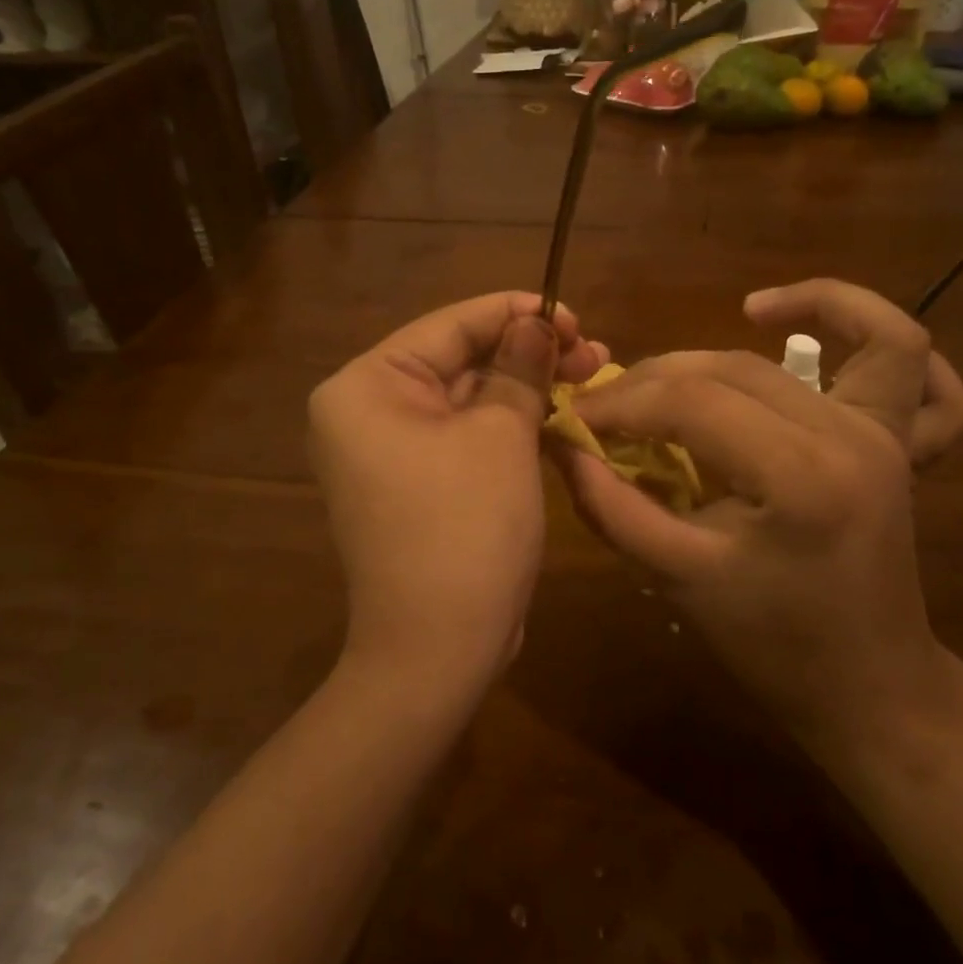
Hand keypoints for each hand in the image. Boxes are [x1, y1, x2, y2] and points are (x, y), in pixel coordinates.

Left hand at [309, 292, 606, 696]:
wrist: (437, 650)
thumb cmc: (465, 527)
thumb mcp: (502, 435)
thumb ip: (520, 368)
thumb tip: (538, 324)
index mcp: (367, 386)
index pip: (450, 326)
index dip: (516, 313)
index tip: (573, 314)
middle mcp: (367, 412)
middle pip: (460, 361)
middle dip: (529, 354)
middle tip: (595, 350)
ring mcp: (391, 452)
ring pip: (470, 401)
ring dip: (528, 389)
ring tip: (592, 374)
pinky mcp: (419, 484)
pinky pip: (467, 438)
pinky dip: (511, 426)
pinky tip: (562, 415)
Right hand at [554, 282, 962, 753]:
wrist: (870, 687)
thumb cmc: (772, 646)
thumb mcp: (678, 580)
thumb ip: (612, 506)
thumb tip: (563, 445)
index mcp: (800, 478)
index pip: (690, 404)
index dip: (621, 403)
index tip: (574, 417)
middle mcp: (852, 437)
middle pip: (738, 368)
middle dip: (659, 377)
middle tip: (612, 404)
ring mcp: (889, 434)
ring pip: (840, 340)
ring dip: (786, 317)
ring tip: (739, 316)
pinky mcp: (900, 441)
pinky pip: (914, 363)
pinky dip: (873, 329)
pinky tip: (818, 330)